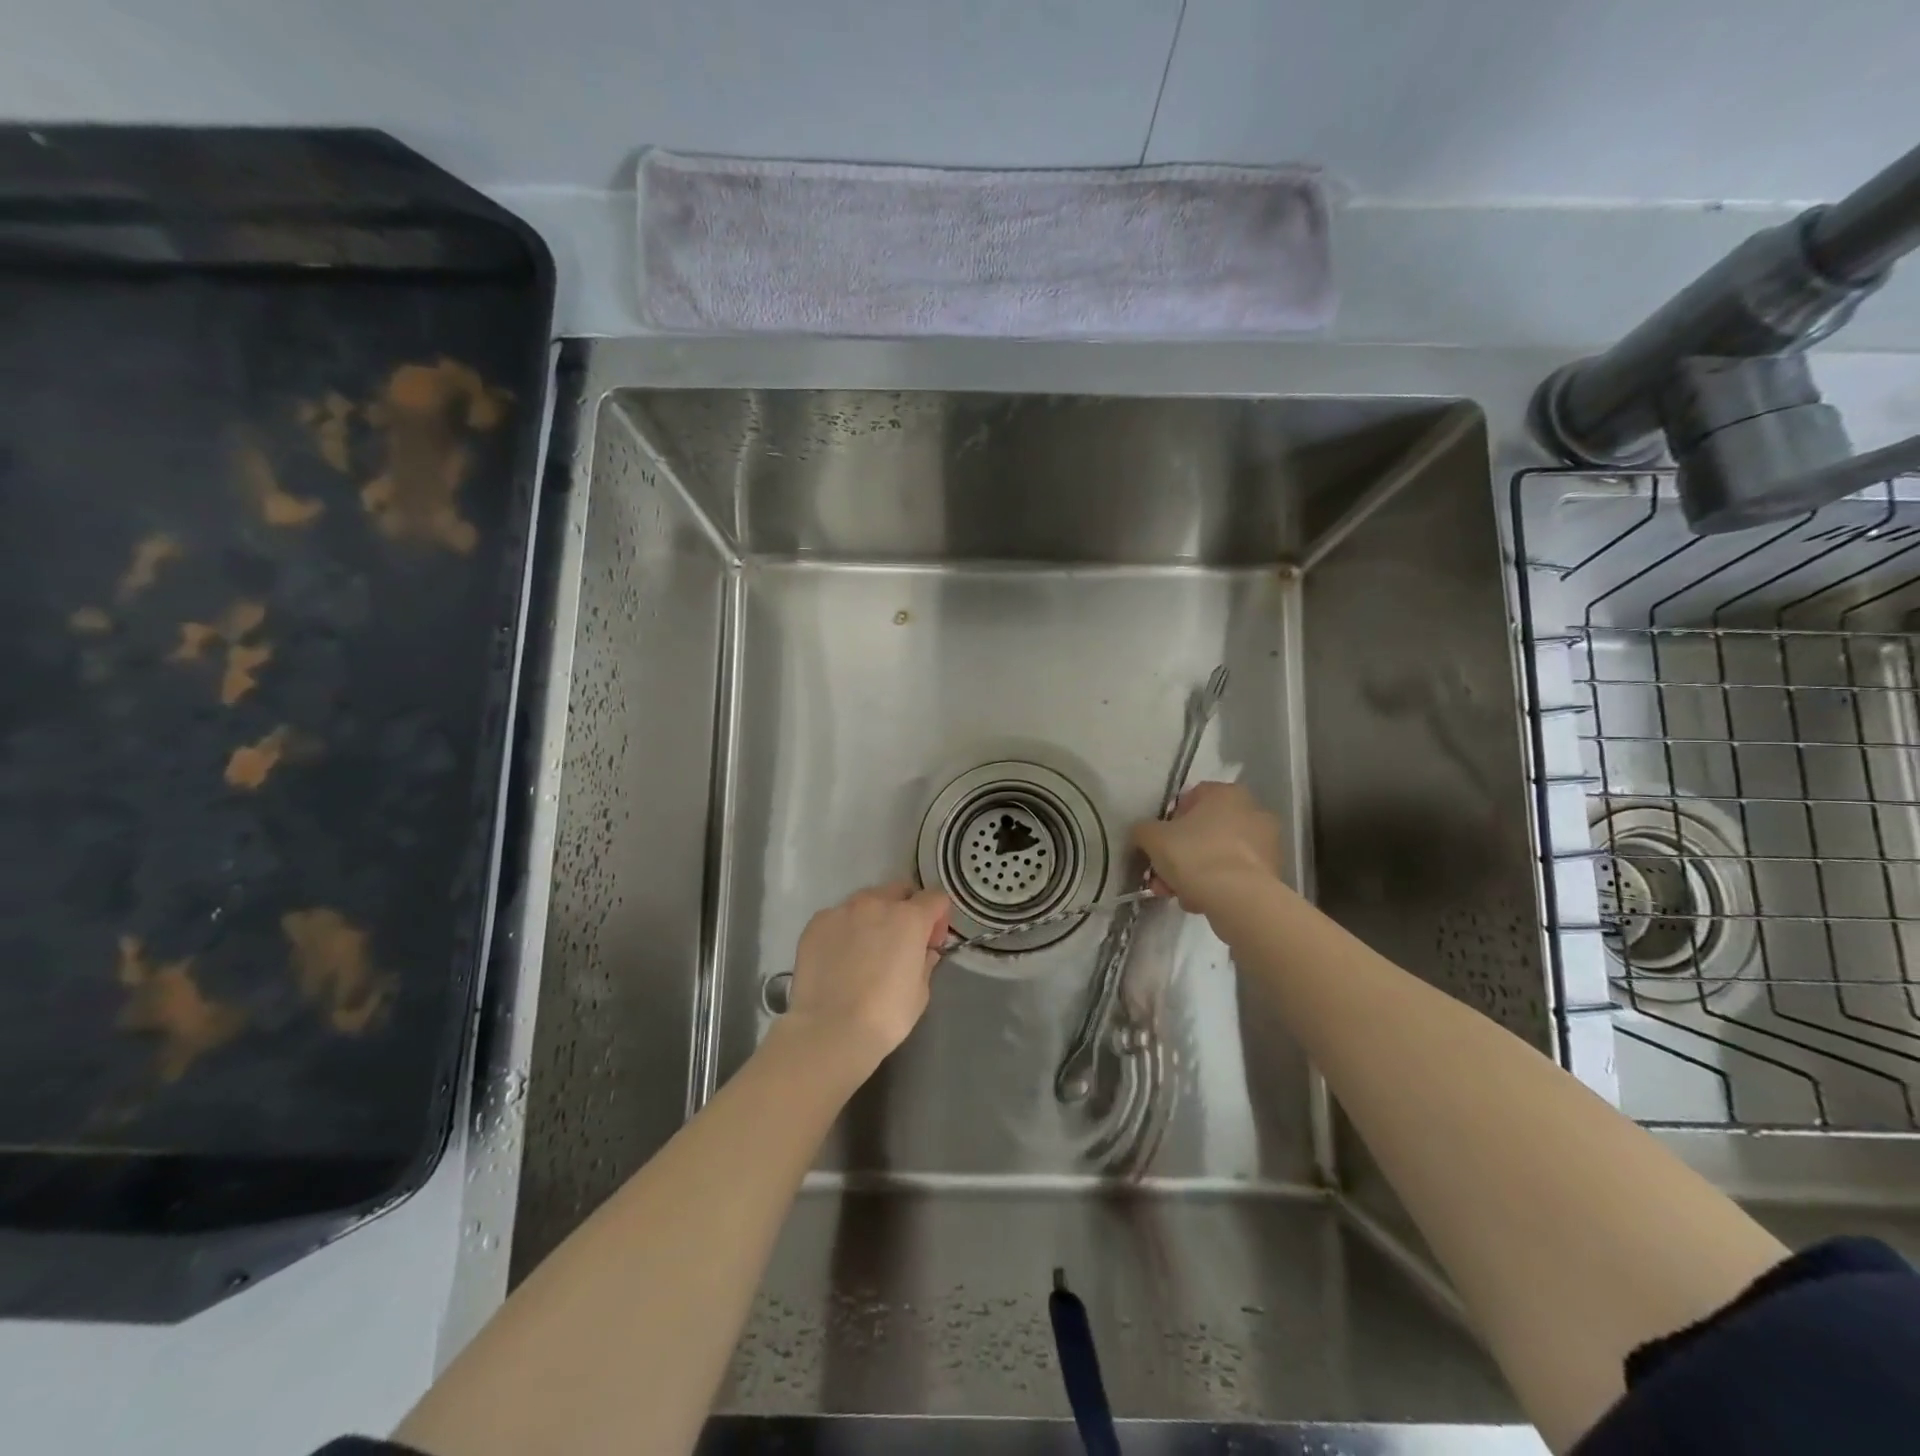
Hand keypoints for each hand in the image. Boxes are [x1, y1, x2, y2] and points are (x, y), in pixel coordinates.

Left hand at [783, 882, 951, 1065]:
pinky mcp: (816, 923)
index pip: (935, 898)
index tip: (931, 942)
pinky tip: (839, 958)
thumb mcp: (920, 992)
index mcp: (909, 918)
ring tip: (865, 950)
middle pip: (899, 891)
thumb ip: (925, 962)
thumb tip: (924, 951)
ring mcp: (842, 910)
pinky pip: (838, 917)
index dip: (938, 918)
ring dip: (873, 917)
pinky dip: (844, 930)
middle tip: (900, 942)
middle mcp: (876, 903)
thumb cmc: (885, 1015)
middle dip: (905, 909)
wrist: (829, 1030)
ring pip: (866, 901)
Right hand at [1132, 781, 1281, 916]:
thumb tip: (1144, 833)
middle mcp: (1252, 811)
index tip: (1159, 842)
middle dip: (1180, 853)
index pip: (1191, 798)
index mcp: (1226, 793)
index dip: (1170, 820)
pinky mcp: (1271, 872)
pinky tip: (1200, 902)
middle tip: (1162, 875)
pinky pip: (1234, 874)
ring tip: (1178, 895)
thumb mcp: (1152, 838)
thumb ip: (1143, 830)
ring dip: (1195, 872)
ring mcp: (1266, 843)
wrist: (1238, 899)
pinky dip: (1217, 885)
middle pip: (1204, 830)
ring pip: (1218, 854)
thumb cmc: (1194, 855)